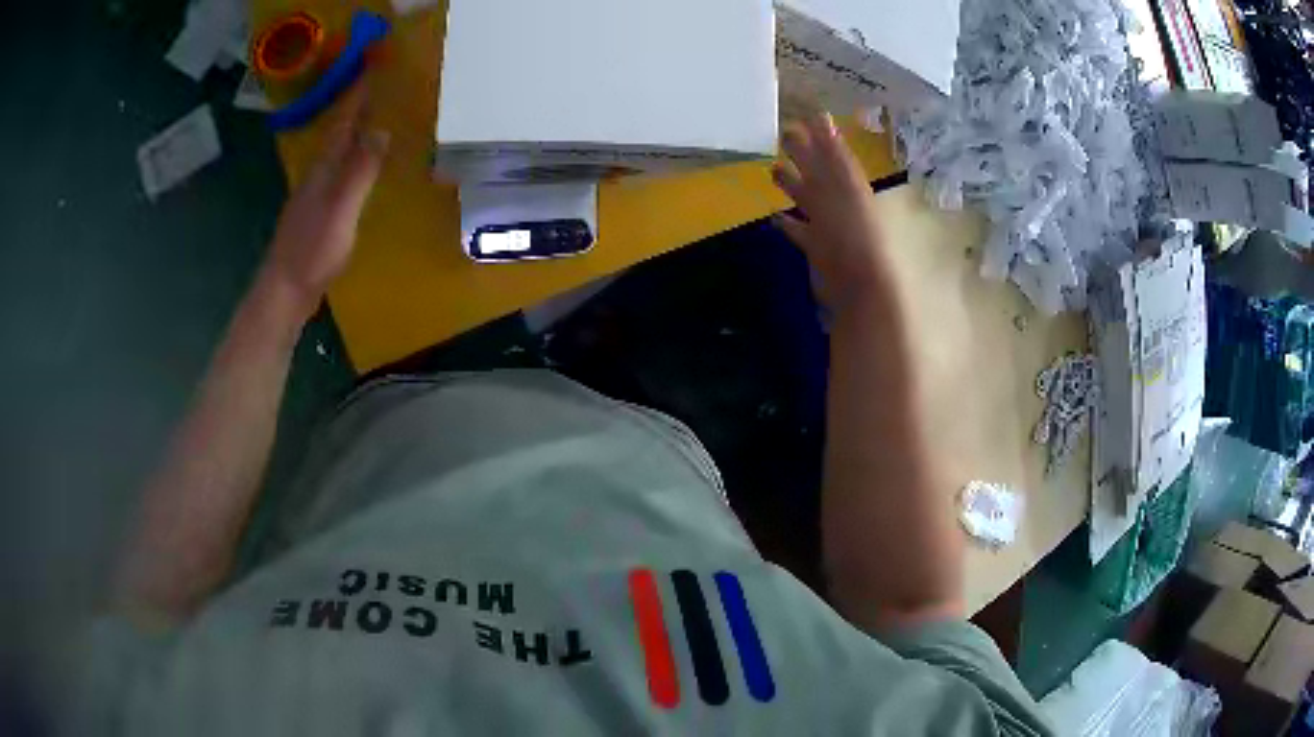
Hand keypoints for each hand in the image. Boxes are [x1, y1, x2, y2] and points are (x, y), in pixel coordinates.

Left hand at [260, 81, 388, 319]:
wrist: (284, 291)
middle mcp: (317, 175)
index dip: (358, 95)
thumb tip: (381, 130)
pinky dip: (352, 159)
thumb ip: (360, 171)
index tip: (373, 66)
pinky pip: (339, 173)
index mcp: (323, 169)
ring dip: (354, 132)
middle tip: (379, 85)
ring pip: (337, 153)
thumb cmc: (312, 250)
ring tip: (375, 117)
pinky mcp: (317, 213)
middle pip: (339, 132)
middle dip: (357, 107)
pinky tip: (360, 167)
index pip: (344, 122)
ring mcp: (314, 195)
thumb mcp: (341, 209)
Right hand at [771, 114, 888, 312]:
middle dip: (802, 155)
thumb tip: (821, 115)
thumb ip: (831, 153)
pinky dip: (788, 224)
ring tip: (773, 170)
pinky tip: (774, 217)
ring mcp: (827, 225)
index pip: (830, 151)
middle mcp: (837, 200)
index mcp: (846, 183)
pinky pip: (800, 231)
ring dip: (792, 186)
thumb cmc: (853, 234)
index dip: (820, 134)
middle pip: (817, 171)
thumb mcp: (843, 187)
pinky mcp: (816, 249)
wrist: (859, 287)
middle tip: (782, 134)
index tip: (803, 114)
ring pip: (806, 199)